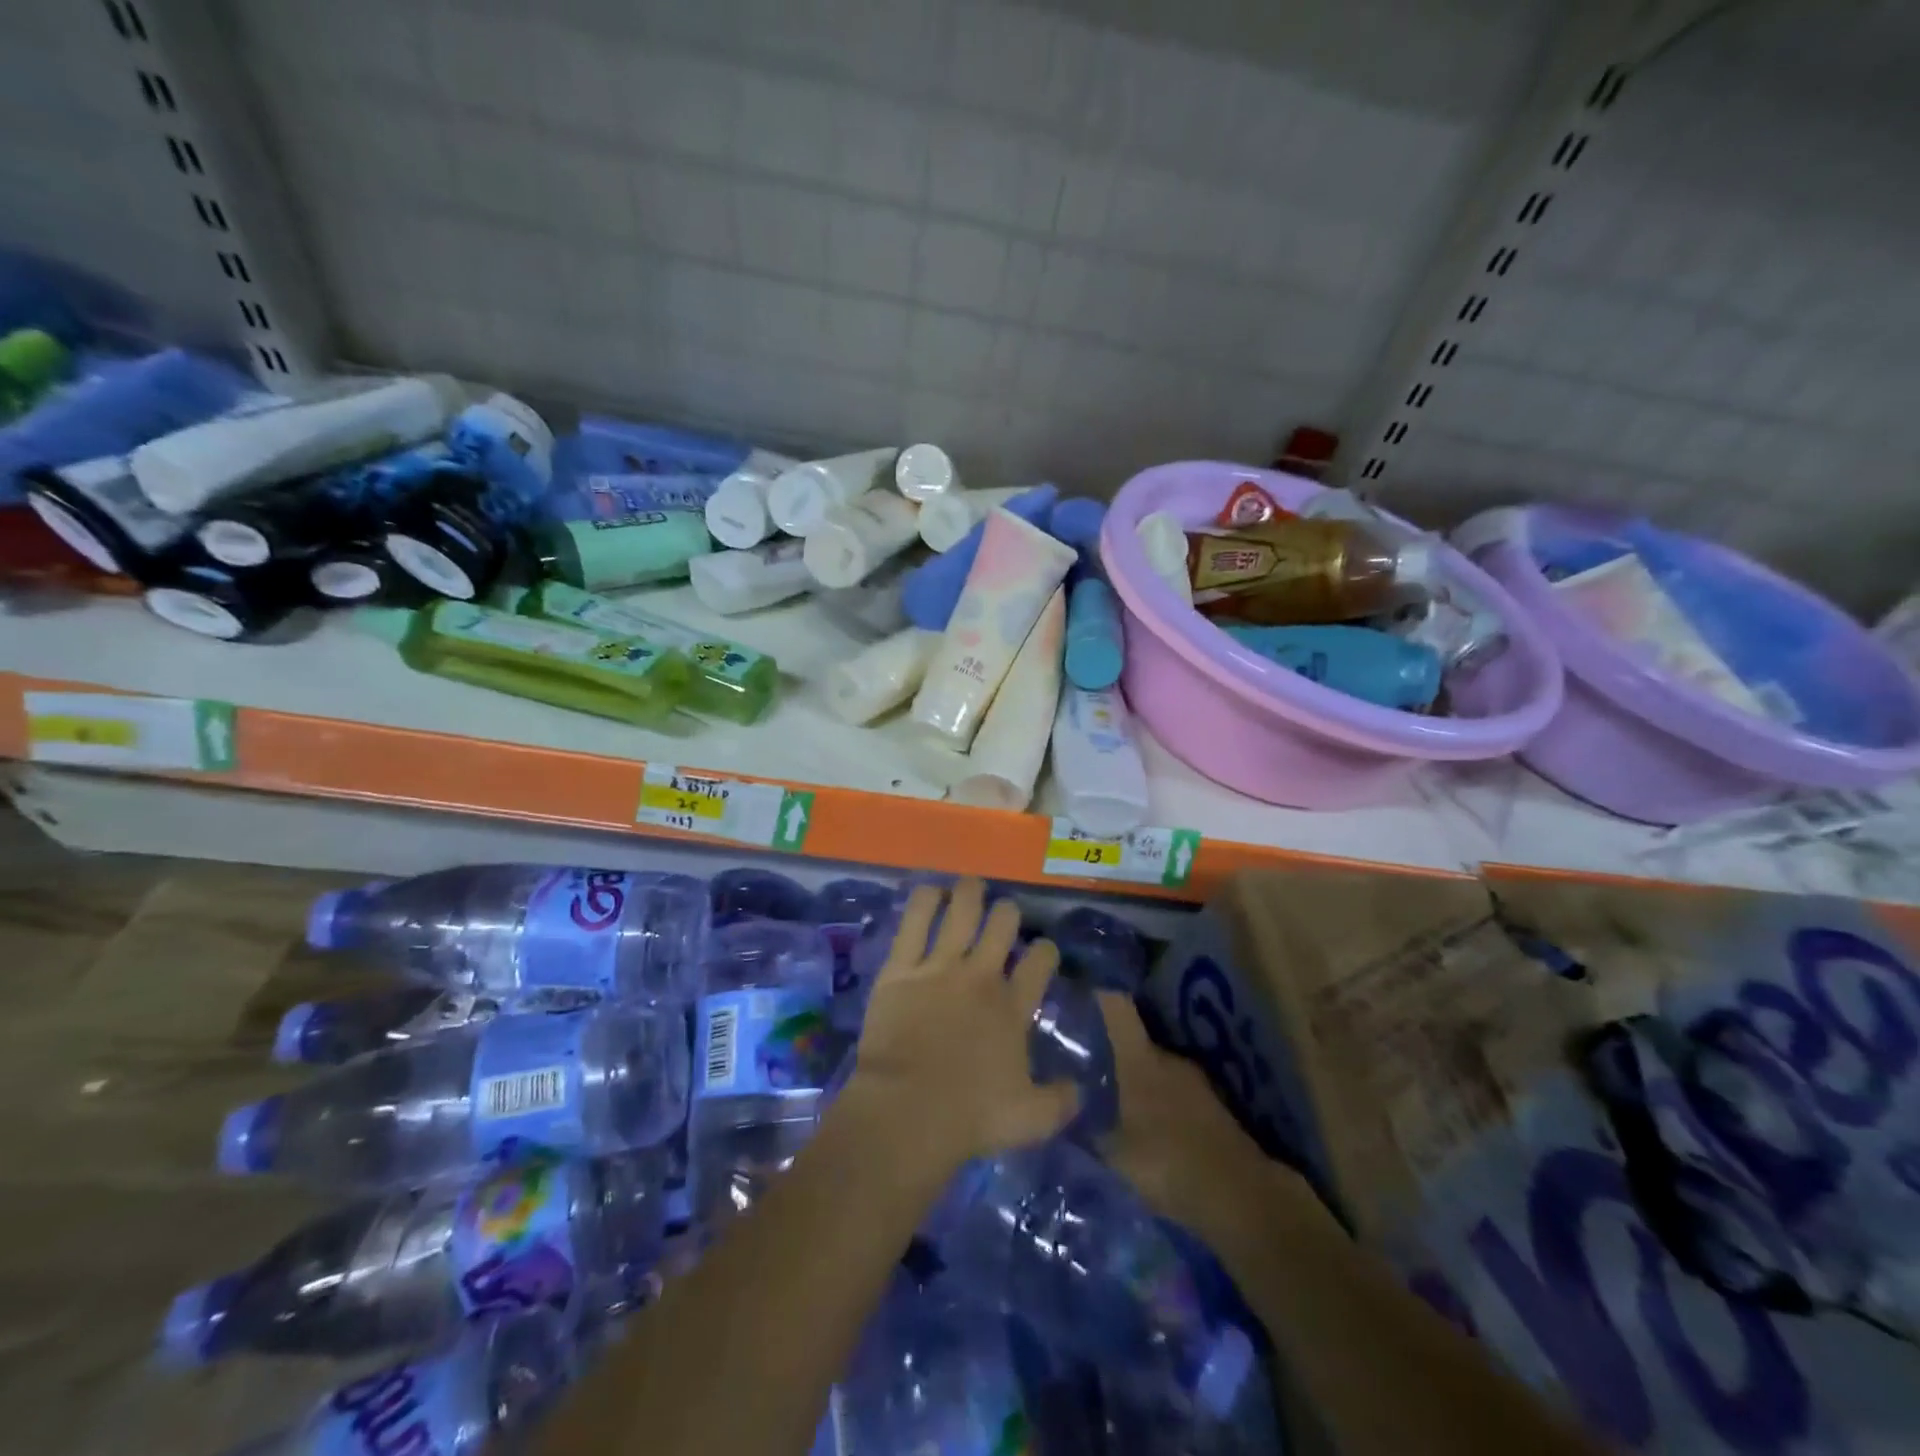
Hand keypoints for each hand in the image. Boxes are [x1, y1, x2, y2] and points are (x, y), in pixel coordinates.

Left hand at [845, 878, 1078, 1168]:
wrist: (908, 1110)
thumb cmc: (971, 1116)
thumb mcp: (1031, 1119)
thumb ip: (1060, 1101)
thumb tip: (1079, 1090)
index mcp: (1013, 1007)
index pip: (1040, 961)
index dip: (1045, 950)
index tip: (1042, 950)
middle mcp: (981, 976)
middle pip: (1003, 924)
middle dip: (1007, 913)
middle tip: (1002, 915)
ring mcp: (940, 967)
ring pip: (961, 910)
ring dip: (969, 893)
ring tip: (970, 886)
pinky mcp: (901, 967)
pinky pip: (914, 921)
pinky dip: (924, 901)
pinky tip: (930, 891)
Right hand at [1096, 991, 1301, 1246]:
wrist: (1241, 1198)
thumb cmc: (1167, 1163)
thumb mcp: (1114, 1153)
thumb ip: (1089, 1129)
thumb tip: (1068, 1111)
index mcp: (1140, 1058)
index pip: (1117, 1007)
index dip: (1098, 996)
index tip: (1079, 994)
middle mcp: (1169, 1058)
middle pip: (1137, 1040)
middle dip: (1115, 1050)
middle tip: (1090, 1067)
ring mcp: (1197, 1081)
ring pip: (1158, 1069)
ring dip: (1142, 1081)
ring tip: (1119, 1101)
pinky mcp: (1216, 1107)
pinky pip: (1178, 1094)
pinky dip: (1164, 1104)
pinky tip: (1153, 1127)